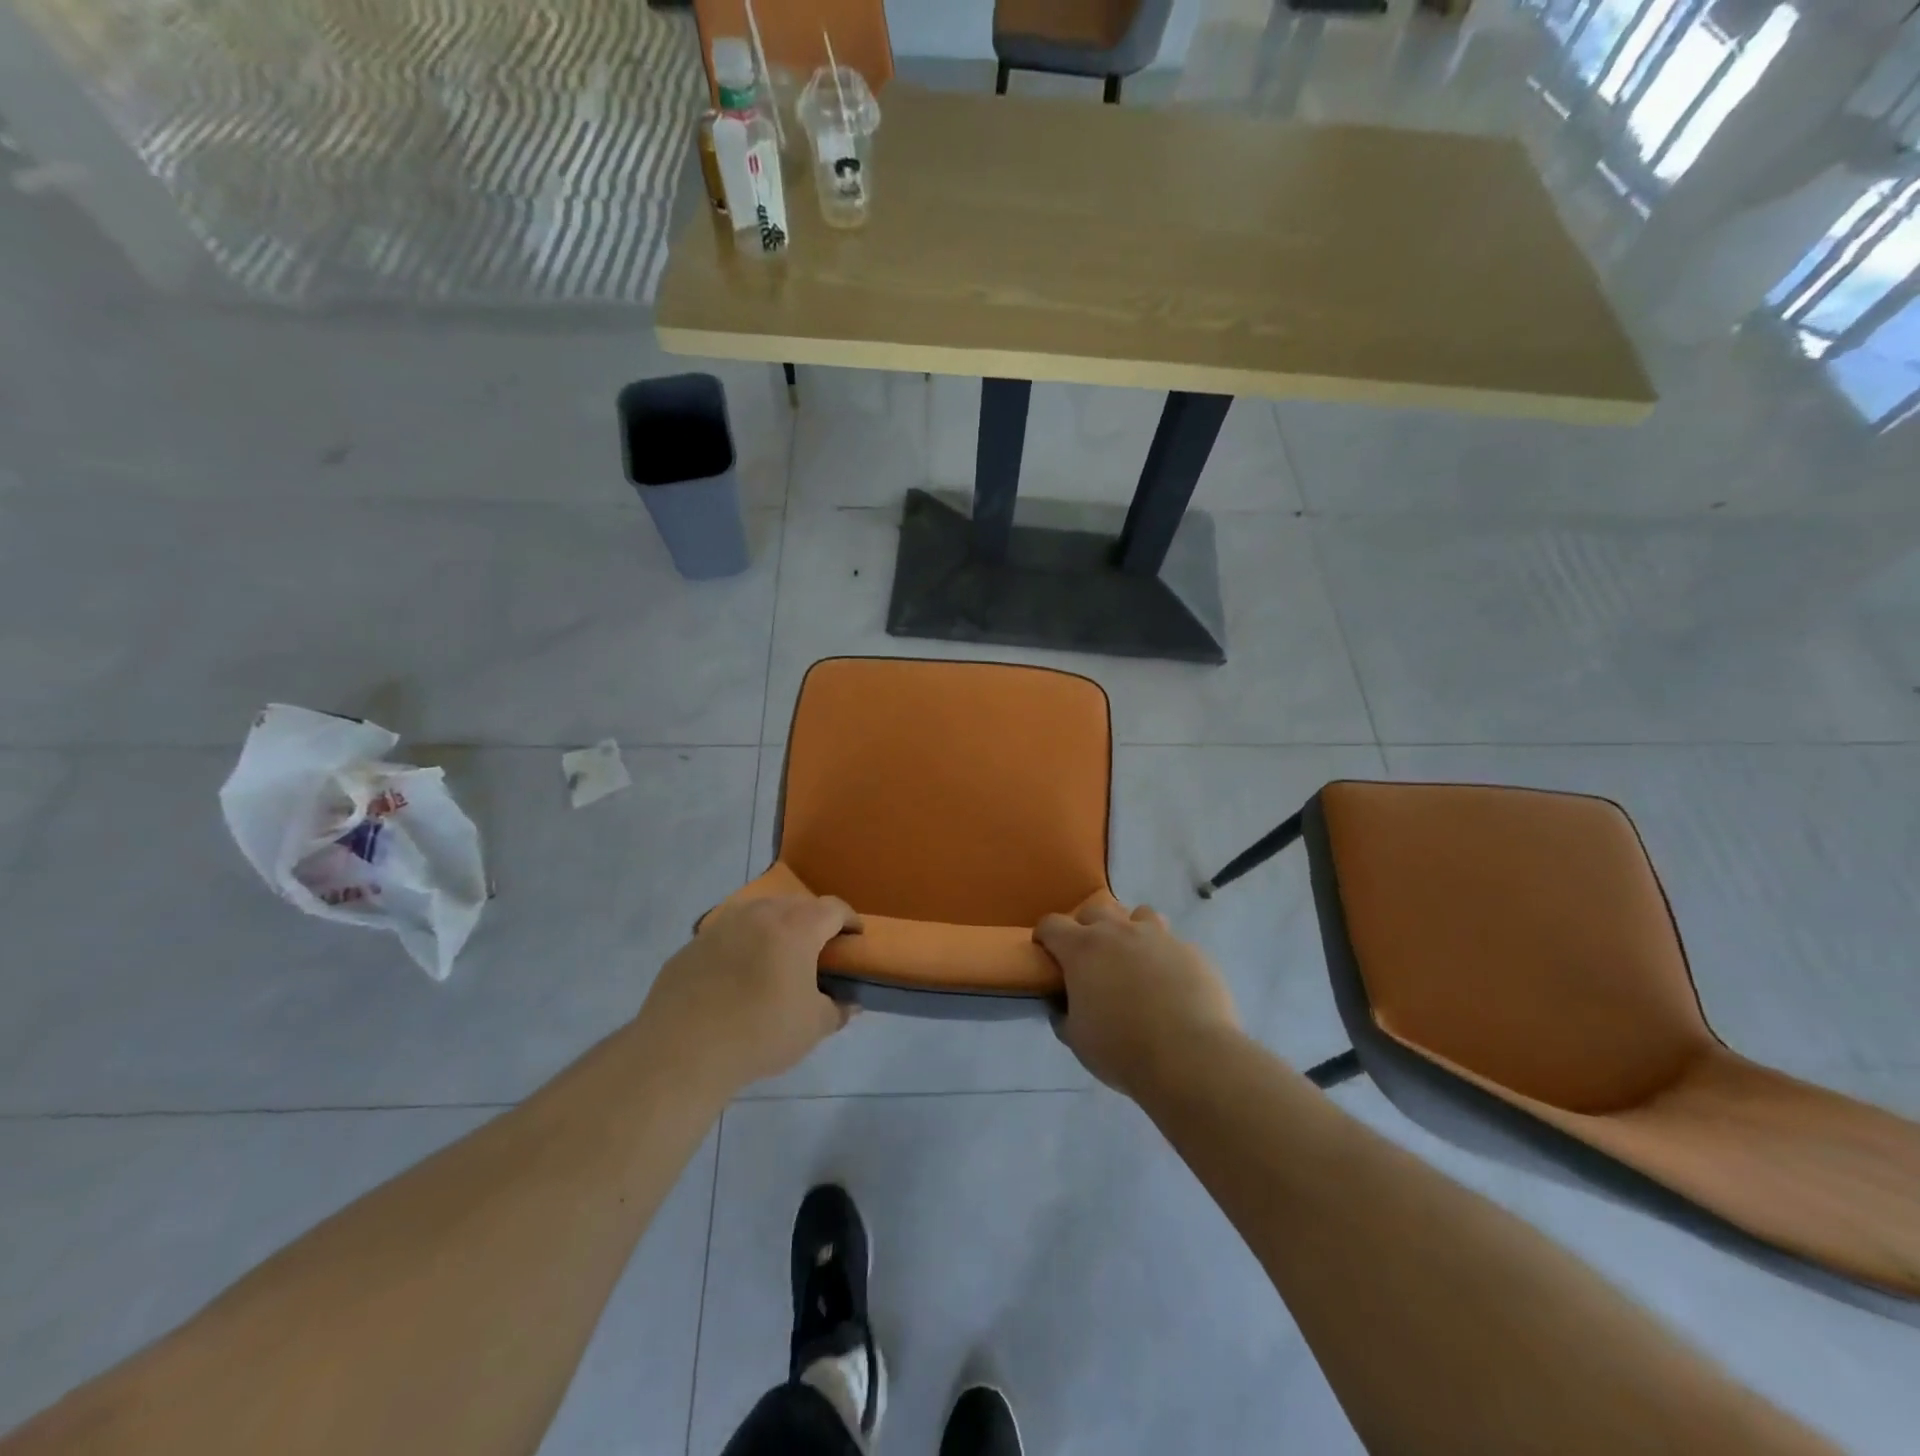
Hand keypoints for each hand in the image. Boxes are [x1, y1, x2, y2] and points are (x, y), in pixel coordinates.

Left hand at [641, 895, 862, 1092]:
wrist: (681, 1051)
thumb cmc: (760, 1032)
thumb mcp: (812, 1027)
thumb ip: (837, 1009)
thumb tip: (850, 1003)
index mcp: (796, 926)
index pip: (834, 908)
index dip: (850, 921)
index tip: (856, 938)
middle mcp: (760, 913)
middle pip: (796, 905)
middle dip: (813, 922)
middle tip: (818, 951)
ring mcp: (721, 925)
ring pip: (759, 914)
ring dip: (775, 929)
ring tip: (777, 959)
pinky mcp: (692, 944)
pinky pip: (728, 935)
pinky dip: (741, 946)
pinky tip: (737, 978)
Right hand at [1035, 901, 1240, 1097]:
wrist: (1190, 1057)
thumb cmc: (1122, 1049)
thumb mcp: (1077, 1039)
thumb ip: (1064, 1014)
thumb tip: (1061, 1006)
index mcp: (1083, 948)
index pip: (1052, 924)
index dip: (1045, 936)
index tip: (1046, 952)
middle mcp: (1118, 931)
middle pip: (1095, 909)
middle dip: (1087, 927)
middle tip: (1091, 957)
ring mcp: (1158, 937)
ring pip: (1138, 915)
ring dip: (1130, 930)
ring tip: (1134, 958)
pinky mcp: (1191, 951)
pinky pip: (1172, 943)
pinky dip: (1164, 956)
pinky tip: (1169, 983)